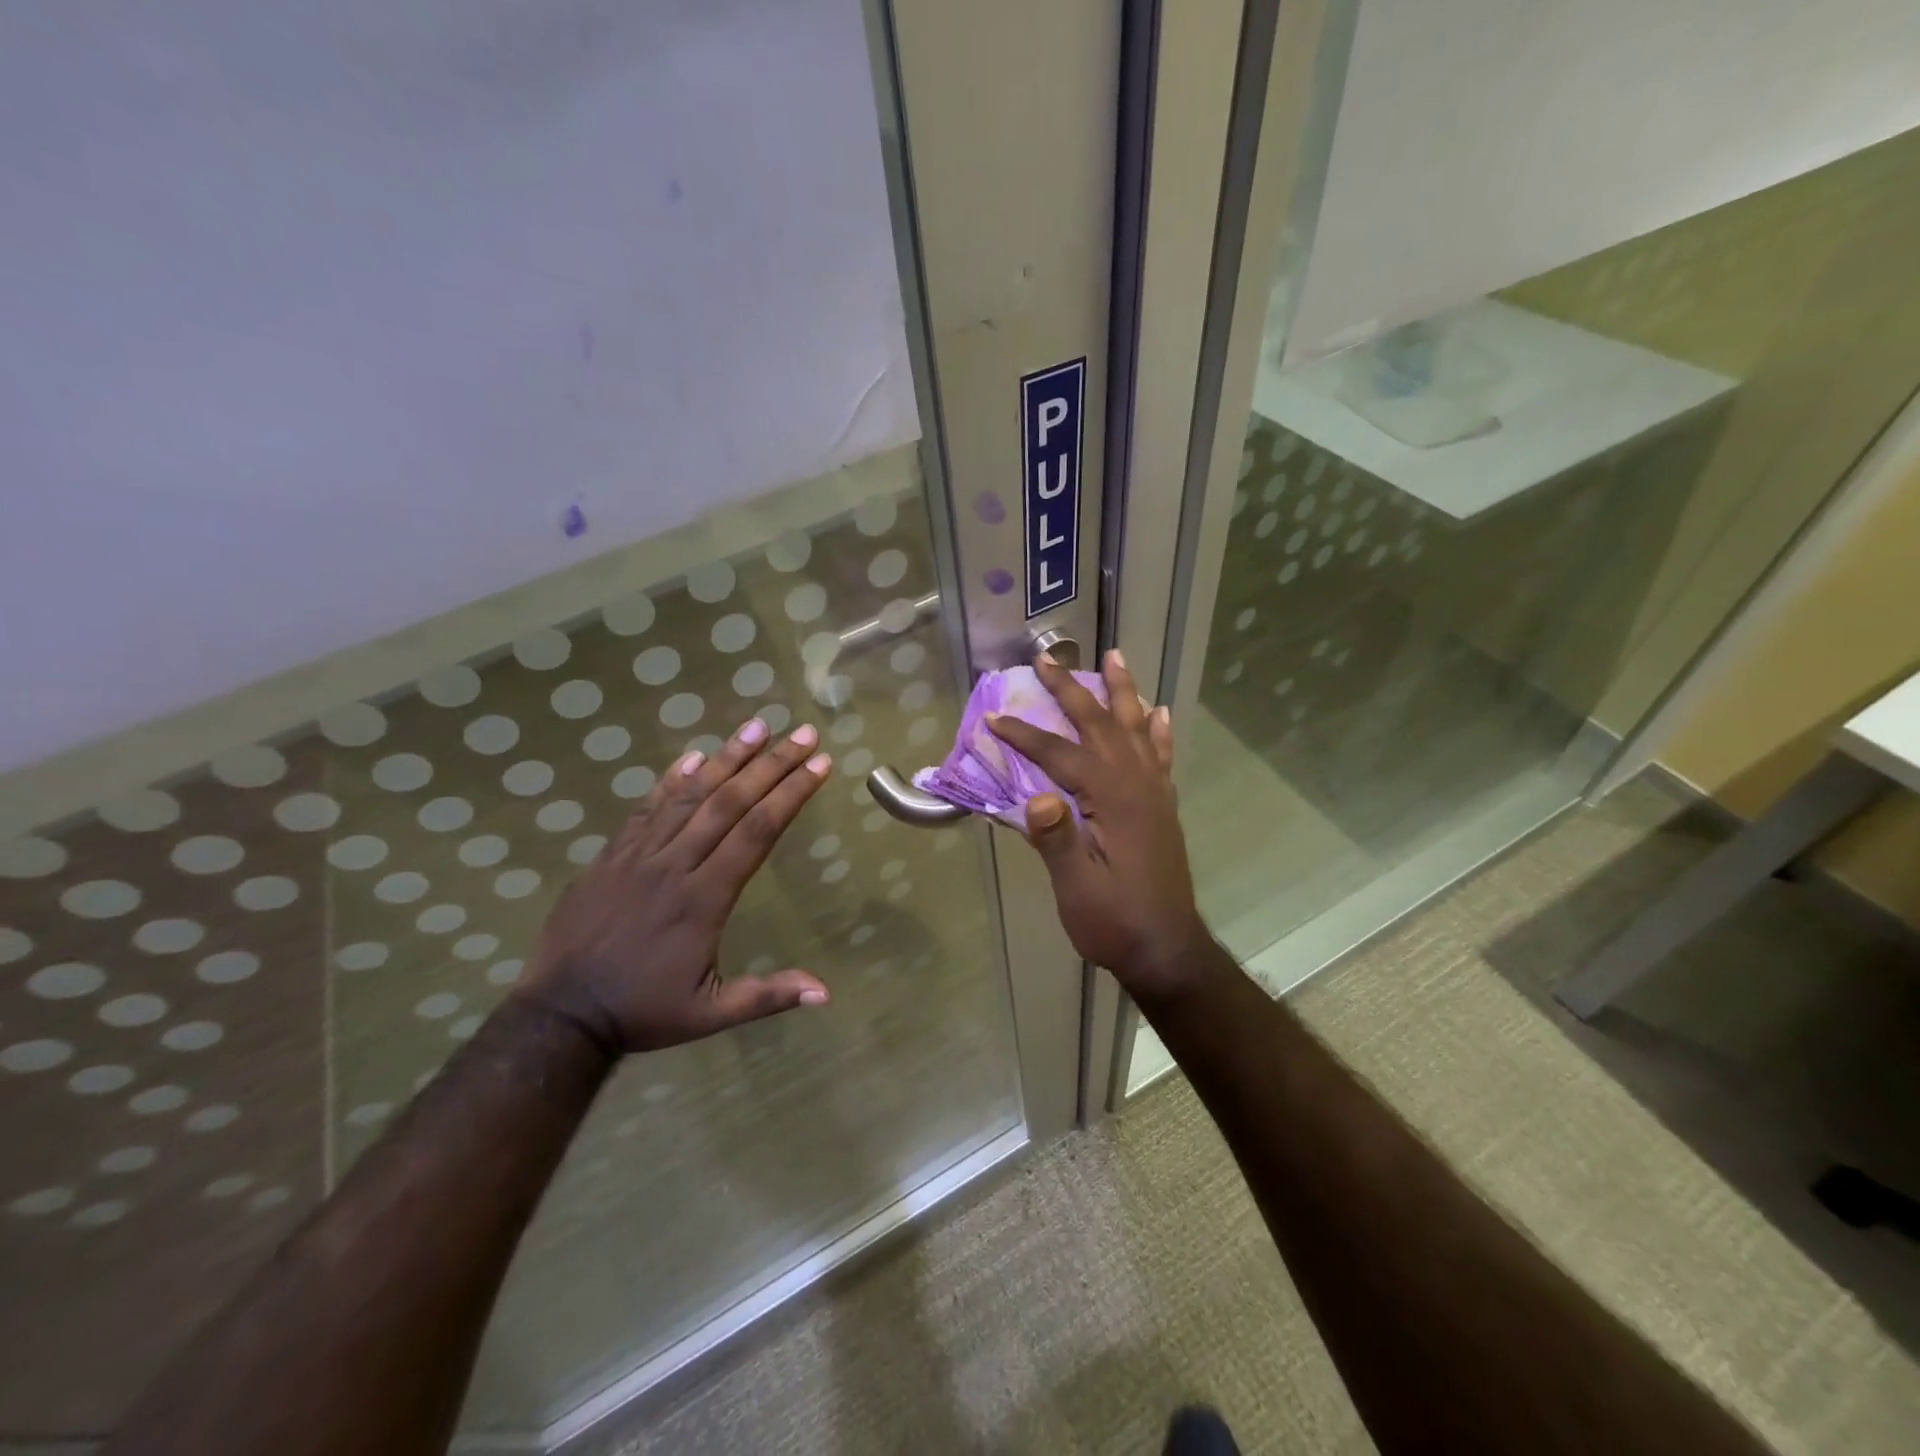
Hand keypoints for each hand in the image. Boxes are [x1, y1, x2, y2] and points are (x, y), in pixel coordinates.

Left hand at [516, 716, 833, 1054]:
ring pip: (689, 795)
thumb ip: (768, 996)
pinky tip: (692, 756)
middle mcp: (675, 865)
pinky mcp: (611, 856)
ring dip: (727, 758)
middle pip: (730, 802)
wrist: (560, 1015)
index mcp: (705, 899)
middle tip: (804, 734)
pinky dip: (670, 780)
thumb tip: (826, 993)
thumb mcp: (710, 1014)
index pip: (757, 832)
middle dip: (772, 764)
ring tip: (757, 726)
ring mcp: (639, 855)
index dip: (790, 795)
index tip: (819, 765)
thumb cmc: (642, 1012)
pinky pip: (645, 808)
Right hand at [986, 651, 1218, 1004]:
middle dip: (1070, 690)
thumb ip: (1058, 841)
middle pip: (1100, 725)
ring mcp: (1154, 793)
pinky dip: (1157, 730)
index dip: (1024, 735)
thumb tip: (1037, 798)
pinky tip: (1157, 713)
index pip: (1060, 754)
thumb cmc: (1114, 920)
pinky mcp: (1162, 806)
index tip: (992, 720)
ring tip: (1115, 657)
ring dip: (1122, 691)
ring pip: (1136, 728)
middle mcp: (1136, 784)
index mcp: (1111, 799)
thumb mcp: (1077, 888)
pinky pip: (1160, 755)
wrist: (1167, 949)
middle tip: (1047, 659)